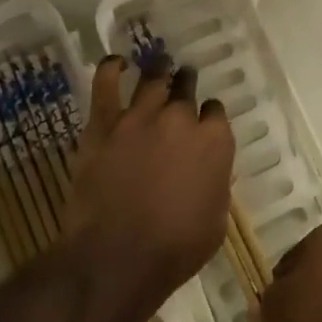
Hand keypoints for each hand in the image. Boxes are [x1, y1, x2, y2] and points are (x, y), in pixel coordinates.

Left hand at [64, 53, 234, 309]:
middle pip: (186, 88)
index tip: (203, 123)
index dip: (209, 116)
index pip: (215, 112)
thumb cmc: (175, 249)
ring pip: (153, 79)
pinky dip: (111, 68)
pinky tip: (117, 63)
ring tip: (159, 65)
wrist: (117, 258)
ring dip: (159, 71)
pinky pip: (106, 83)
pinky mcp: (104, 123)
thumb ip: (216, 185)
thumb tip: (211, 172)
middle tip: (182, 84)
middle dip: (186, 84)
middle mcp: (181, 118)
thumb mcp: (216, 222)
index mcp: (214, 142)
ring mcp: (140, 116)